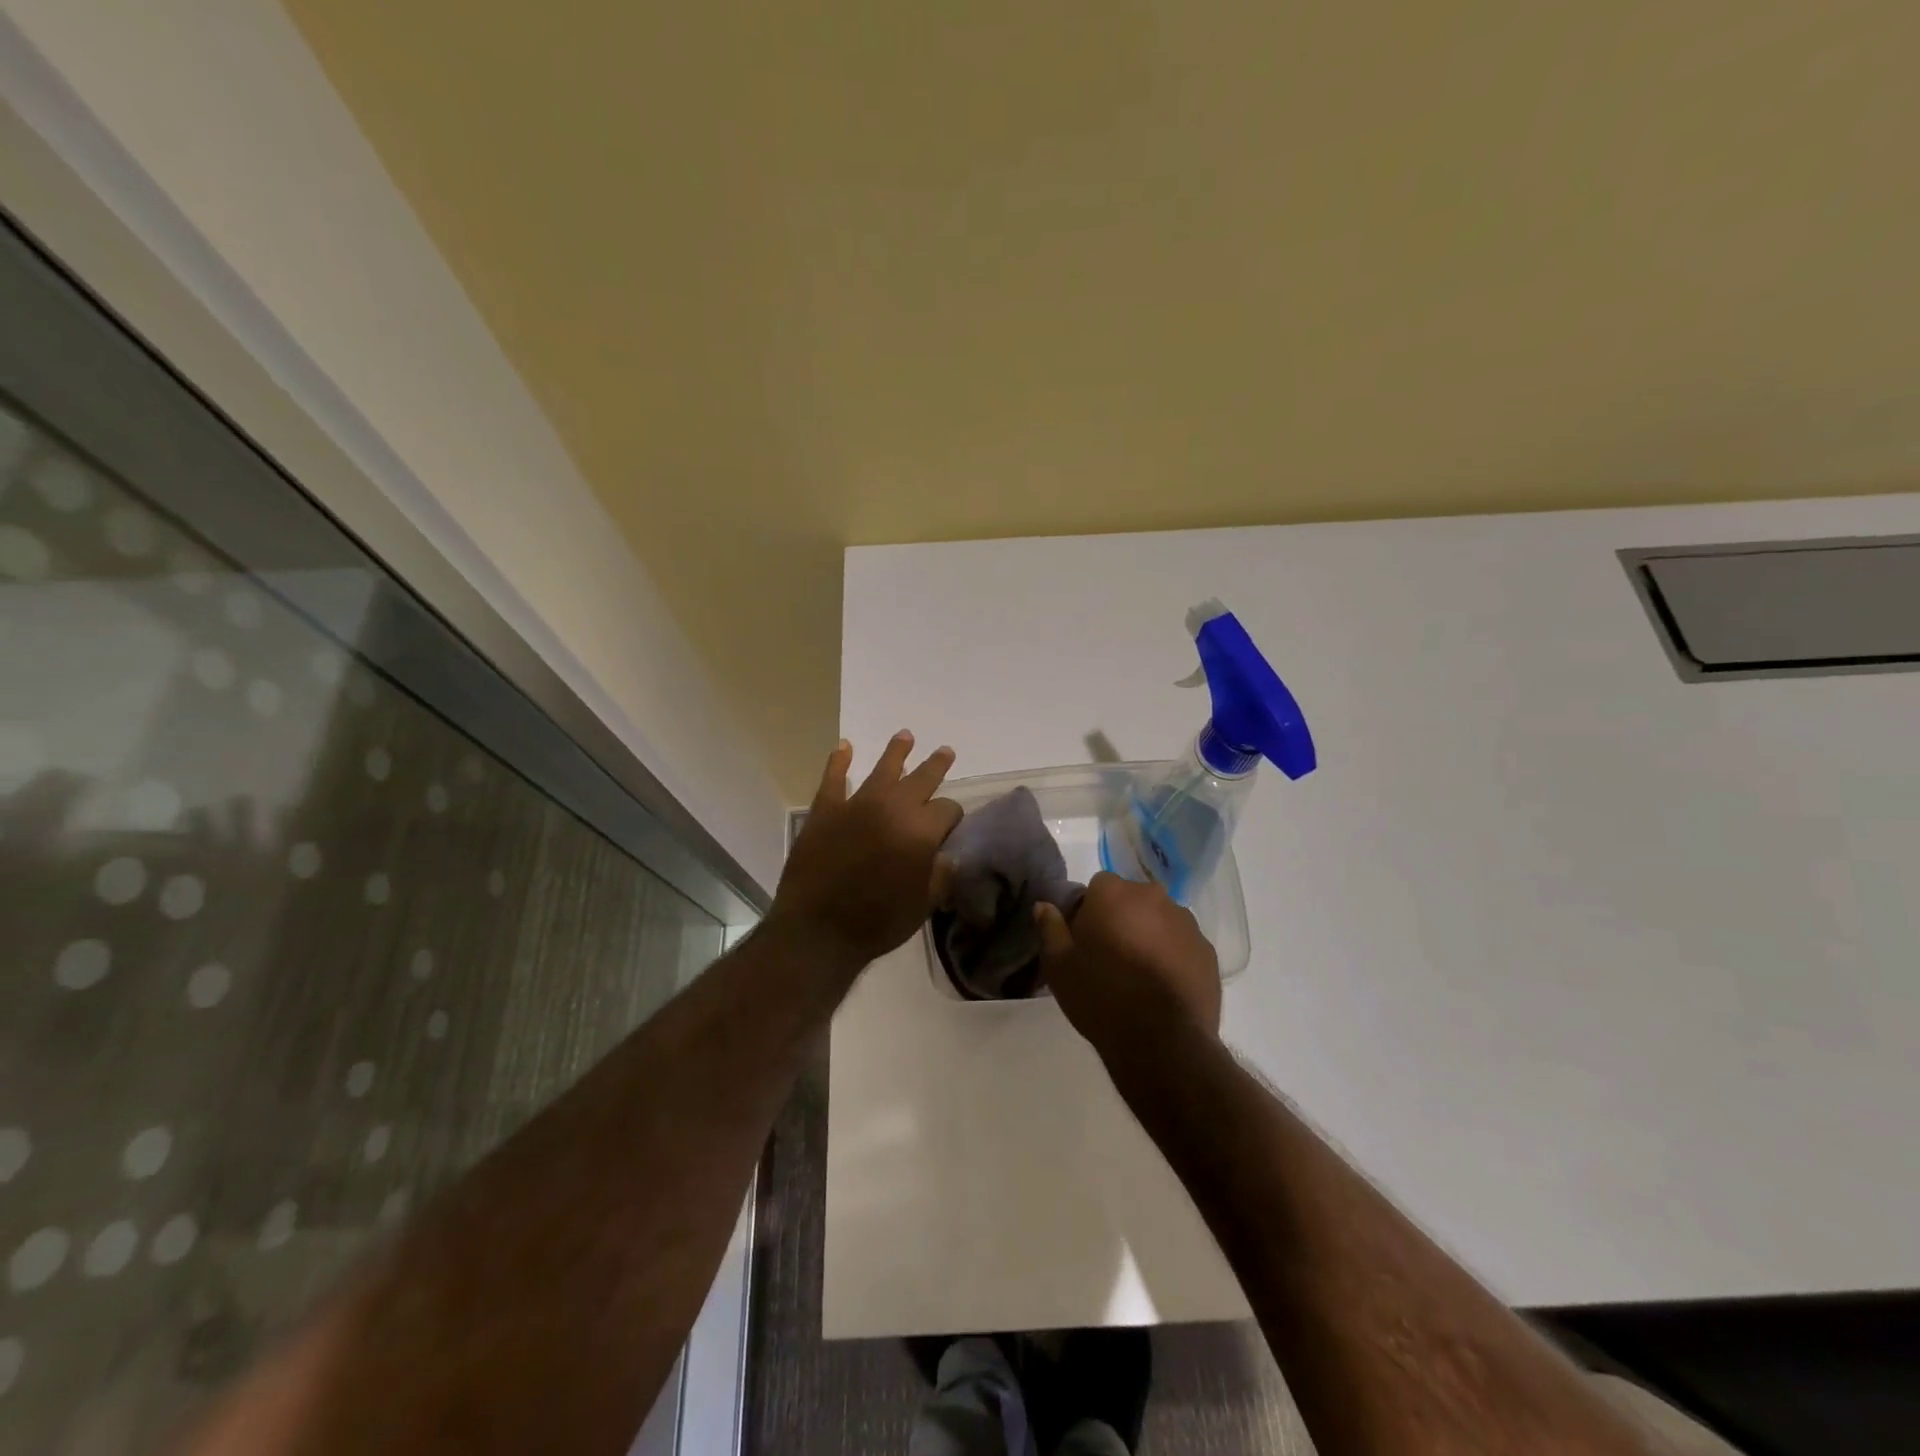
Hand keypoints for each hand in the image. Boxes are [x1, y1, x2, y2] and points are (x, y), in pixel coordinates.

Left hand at [767, 732, 962, 968]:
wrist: (818, 930)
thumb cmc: (877, 922)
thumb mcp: (922, 905)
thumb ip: (940, 876)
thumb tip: (948, 856)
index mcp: (922, 831)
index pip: (948, 809)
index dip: (952, 816)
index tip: (950, 824)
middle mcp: (894, 807)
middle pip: (922, 778)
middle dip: (936, 766)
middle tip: (945, 752)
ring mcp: (857, 804)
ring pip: (884, 768)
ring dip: (897, 751)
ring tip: (905, 735)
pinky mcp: (826, 809)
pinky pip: (834, 777)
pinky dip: (839, 760)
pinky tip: (844, 747)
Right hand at [1035, 872, 1221, 1068]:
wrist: (1161, 1042)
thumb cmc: (1101, 996)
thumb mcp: (1059, 965)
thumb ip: (1050, 928)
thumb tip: (1044, 905)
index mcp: (1114, 893)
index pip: (1098, 885)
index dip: (1090, 910)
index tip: (1086, 939)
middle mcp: (1153, 896)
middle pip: (1132, 899)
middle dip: (1122, 918)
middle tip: (1111, 956)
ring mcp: (1186, 922)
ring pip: (1160, 919)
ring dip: (1150, 935)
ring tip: (1140, 974)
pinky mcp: (1208, 950)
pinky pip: (1183, 944)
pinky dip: (1173, 956)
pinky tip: (1163, 986)